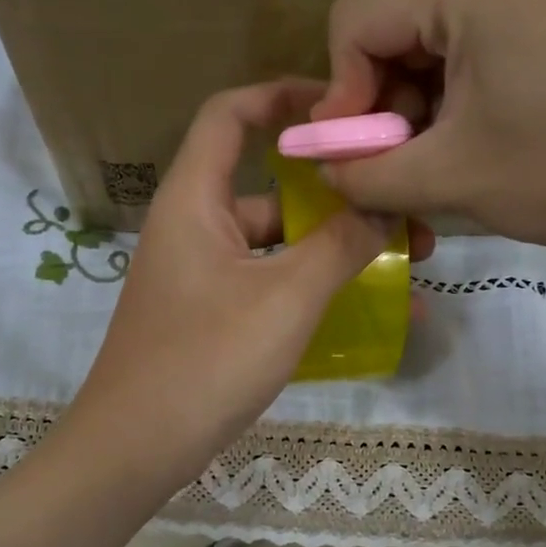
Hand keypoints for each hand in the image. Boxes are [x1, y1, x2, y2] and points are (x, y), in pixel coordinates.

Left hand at [68, 80, 430, 483]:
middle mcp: (196, 228)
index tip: (345, 107)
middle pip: (271, 188)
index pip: (231, 114)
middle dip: (340, 196)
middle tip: (405, 209)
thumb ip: (340, 245)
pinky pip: (274, 287)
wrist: (135, 450)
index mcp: (195, 200)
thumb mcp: (285, 299)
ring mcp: (205, 277)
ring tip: (410, 263)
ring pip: (280, 245)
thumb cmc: (205, 360)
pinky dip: (317, 292)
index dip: (283, 96)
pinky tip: (375, 314)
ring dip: (339, 250)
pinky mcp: (214, 318)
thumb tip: (384, 204)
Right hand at [314, 0, 545, 292]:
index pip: (354, 20)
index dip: (340, 97)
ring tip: (441, 166)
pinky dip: (461, 95)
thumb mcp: (449, 178)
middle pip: (395, 25)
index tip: (354, 159)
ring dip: (421, 107)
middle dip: (383, 104)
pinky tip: (479, 142)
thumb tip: (320, 166)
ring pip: (436, 39)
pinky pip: (480, 41)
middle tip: (398, 170)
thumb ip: (364, 172)